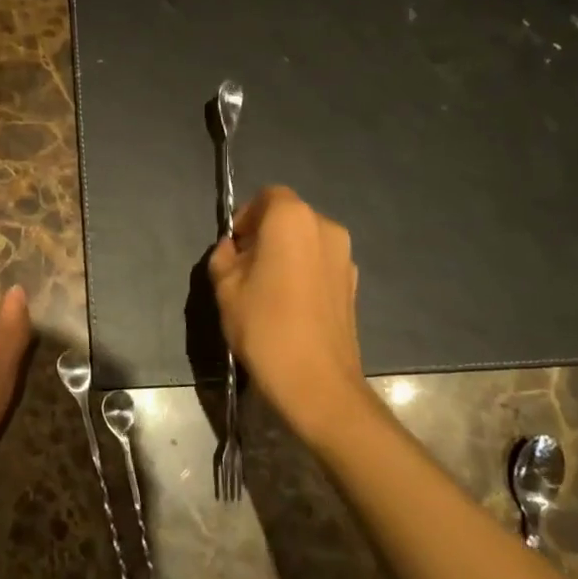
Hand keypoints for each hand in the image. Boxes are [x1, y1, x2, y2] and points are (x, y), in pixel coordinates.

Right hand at [208, 185, 371, 447]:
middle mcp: (325, 227)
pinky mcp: (353, 283)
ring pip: (307, 240)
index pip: (267, 196)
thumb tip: (233, 248)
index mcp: (291, 218)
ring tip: (268, 289)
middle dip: (265, 234)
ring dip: (286, 252)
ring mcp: (345, 256)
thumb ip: (224, 257)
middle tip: (246, 268)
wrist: (317, 382)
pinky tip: (290, 305)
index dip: (246, 216)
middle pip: (289, 216)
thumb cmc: (264, 326)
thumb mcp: (225, 288)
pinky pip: (321, 263)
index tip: (234, 247)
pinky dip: (304, 271)